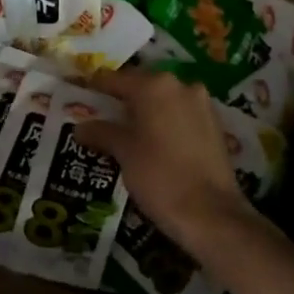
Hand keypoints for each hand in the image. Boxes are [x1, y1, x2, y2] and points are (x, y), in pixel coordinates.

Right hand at [75, 69, 263, 261]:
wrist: (211, 215)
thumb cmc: (159, 176)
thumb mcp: (123, 152)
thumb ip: (100, 132)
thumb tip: (79, 127)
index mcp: (154, 85)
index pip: (114, 79)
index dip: (94, 87)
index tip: (78, 96)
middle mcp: (180, 85)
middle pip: (141, 86)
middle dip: (121, 100)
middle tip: (100, 116)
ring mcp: (202, 104)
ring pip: (163, 101)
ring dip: (144, 112)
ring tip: (125, 132)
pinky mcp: (214, 125)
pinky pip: (180, 115)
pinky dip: (164, 122)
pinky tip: (152, 142)